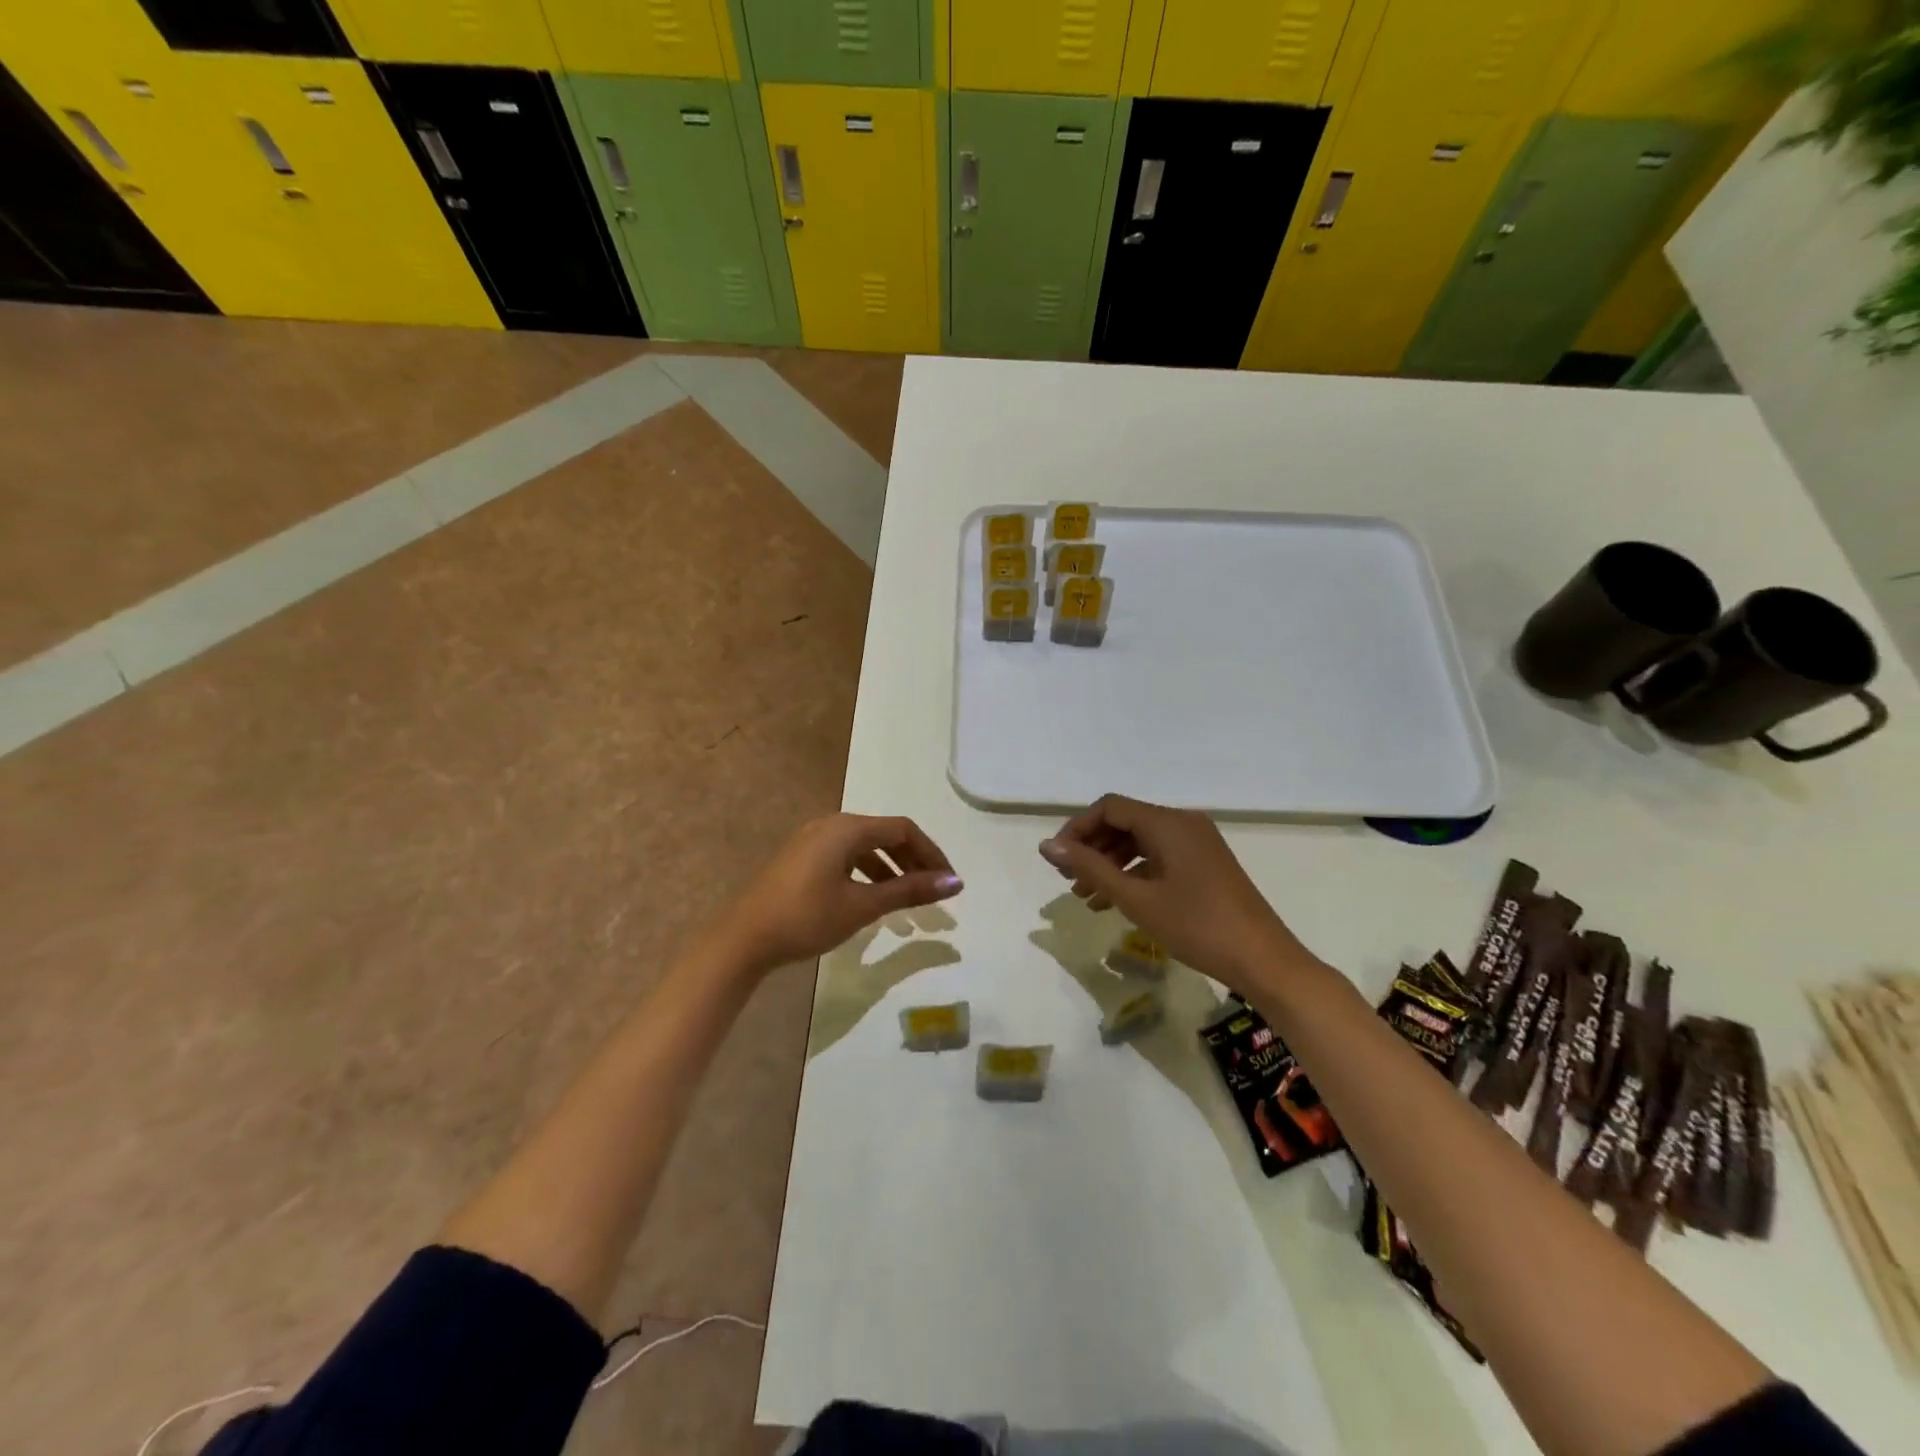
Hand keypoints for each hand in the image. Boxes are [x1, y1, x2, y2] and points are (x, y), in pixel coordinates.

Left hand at [721, 813, 961, 975]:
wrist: (744, 938)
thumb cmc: (806, 917)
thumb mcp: (862, 905)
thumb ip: (909, 890)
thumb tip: (954, 882)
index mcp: (847, 828)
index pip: (903, 829)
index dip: (931, 853)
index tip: (950, 882)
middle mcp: (831, 825)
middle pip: (885, 834)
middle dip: (913, 860)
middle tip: (934, 890)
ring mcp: (813, 840)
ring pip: (865, 846)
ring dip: (892, 867)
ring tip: (909, 897)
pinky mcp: (801, 857)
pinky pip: (846, 855)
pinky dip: (868, 871)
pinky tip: (873, 895)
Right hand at [1039, 794, 1312, 990]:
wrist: (1263, 960)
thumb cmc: (1196, 926)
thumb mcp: (1136, 898)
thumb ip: (1089, 868)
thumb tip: (1047, 846)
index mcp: (1167, 822)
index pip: (1109, 808)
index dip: (1077, 829)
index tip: (1057, 860)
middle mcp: (1183, 822)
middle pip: (1124, 822)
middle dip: (1092, 848)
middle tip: (1068, 880)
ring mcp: (1197, 842)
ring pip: (1141, 841)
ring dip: (1110, 863)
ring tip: (1086, 896)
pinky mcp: (1205, 863)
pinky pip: (1159, 857)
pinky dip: (1134, 873)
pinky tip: (1115, 902)